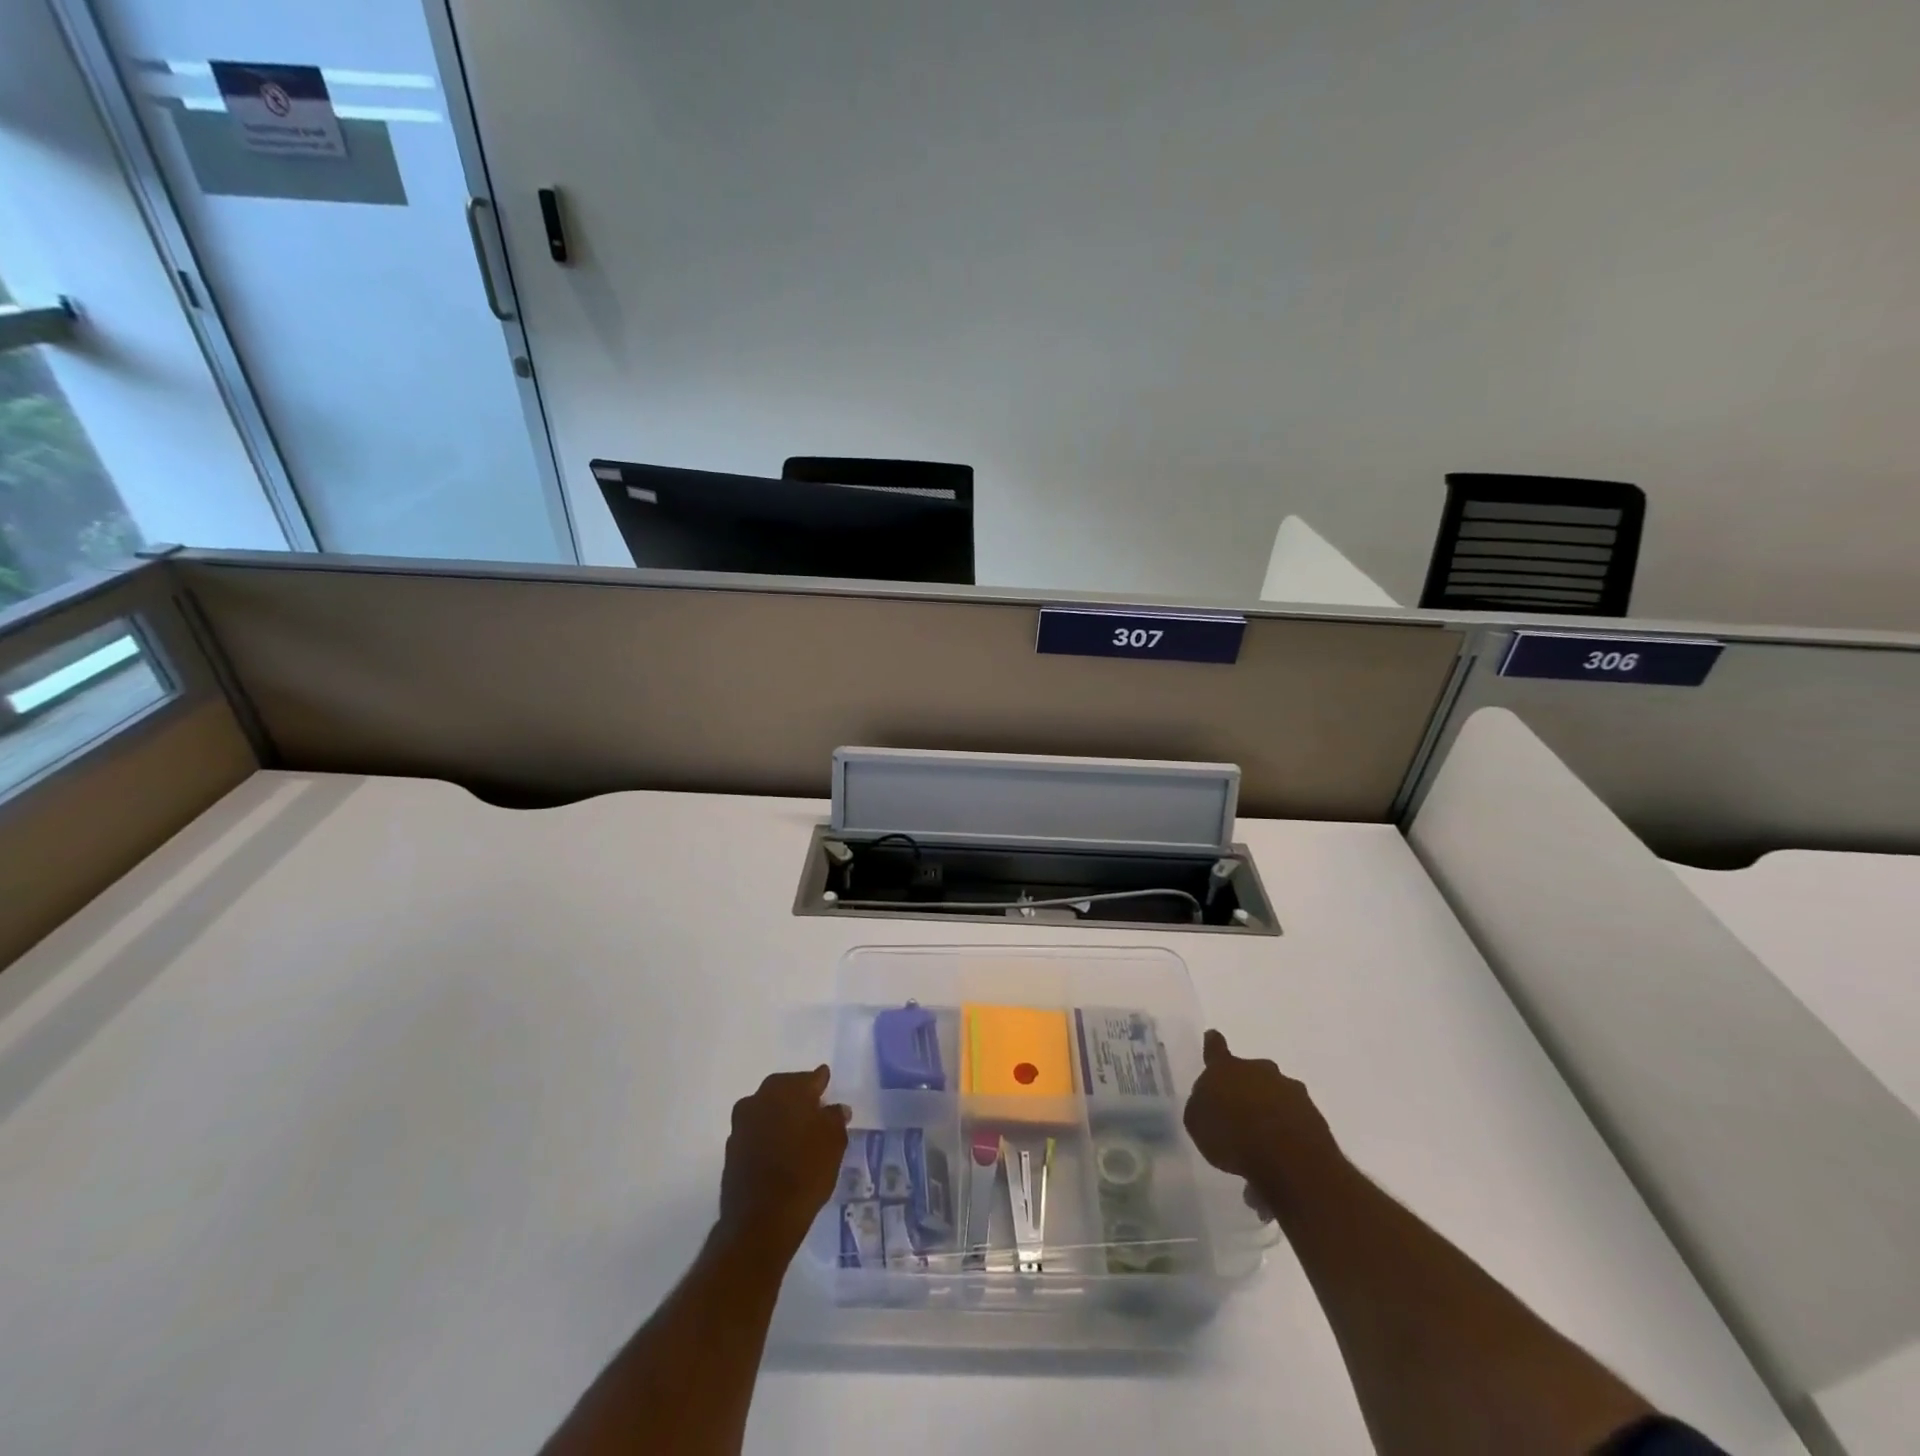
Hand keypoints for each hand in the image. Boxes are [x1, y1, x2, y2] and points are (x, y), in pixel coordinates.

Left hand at [718, 1066, 851, 1253]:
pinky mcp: (731, 1147)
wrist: (761, 1220)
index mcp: (790, 1089)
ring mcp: (742, 1122)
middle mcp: (762, 1097)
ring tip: (796, 1134)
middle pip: (786, 1089)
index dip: (822, 1084)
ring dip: (780, 1116)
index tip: (828, 1089)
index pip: (812, 1078)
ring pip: (767, 1109)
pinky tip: (778, 1151)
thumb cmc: (806, 1172)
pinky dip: (767, 1135)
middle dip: (799, 1097)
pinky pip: (755, 1131)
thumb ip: (835, 1118)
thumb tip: (835, 1109)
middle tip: (814, 1112)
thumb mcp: (834, 1143)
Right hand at [1184, 1030, 1342, 1215]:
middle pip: (1251, 1075)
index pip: (1215, 1049)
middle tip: (1238, 1118)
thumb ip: (1201, 1109)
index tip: (1212, 1036)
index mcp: (1226, 1068)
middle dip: (1246, 1091)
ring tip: (1257, 1155)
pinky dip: (1285, 1141)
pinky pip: (1293, 1125)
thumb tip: (1210, 1105)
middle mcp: (1260, 1072)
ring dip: (1267, 1118)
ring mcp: (1291, 1093)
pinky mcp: (1314, 1118)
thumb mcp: (1197, 1123)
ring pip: (1275, 1100)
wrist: (1288, 1159)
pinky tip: (1276, 1170)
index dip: (1213, 1044)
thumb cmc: (1232, 1135)